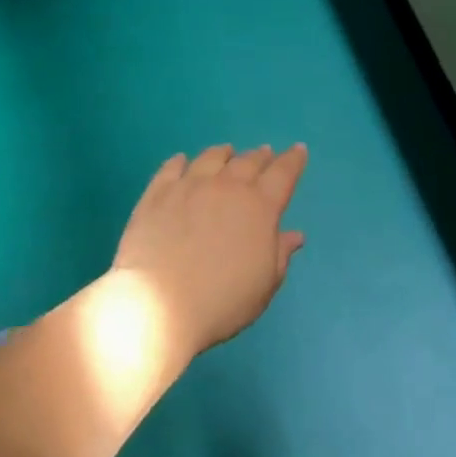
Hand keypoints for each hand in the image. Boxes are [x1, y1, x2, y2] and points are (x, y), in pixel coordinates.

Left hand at [111, 144, 308, 361]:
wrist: (159, 306)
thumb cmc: (223, 301)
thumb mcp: (265, 284)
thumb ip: (280, 254)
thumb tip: (294, 235)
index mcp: (260, 207)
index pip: (283, 174)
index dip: (293, 160)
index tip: (298, 150)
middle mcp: (227, 187)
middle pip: (248, 162)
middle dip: (261, 156)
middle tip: (265, 153)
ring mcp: (189, 187)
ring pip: (211, 158)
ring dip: (225, 153)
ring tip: (228, 152)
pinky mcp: (157, 194)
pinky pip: (171, 168)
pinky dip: (181, 161)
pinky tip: (182, 161)